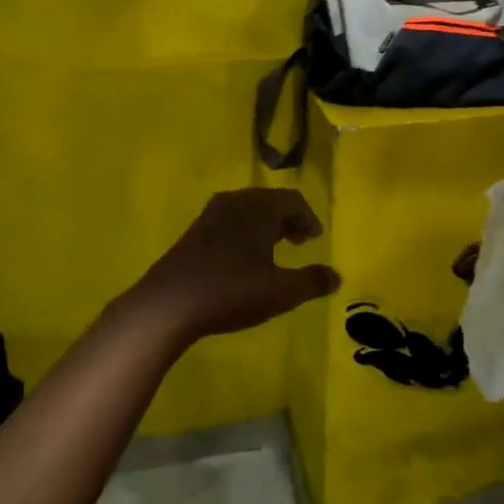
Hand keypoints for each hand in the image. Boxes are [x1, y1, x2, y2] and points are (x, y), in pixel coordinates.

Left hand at [122, 188, 340, 343]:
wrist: (167, 304)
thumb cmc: (231, 291)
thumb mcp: (280, 292)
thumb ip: (311, 282)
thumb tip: (336, 276)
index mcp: (260, 209)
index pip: (292, 200)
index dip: (308, 218)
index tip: (314, 238)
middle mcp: (236, 202)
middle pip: (269, 200)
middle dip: (287, 219)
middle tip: (299, 241)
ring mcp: (210, 215)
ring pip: (247, 210)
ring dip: (265, 224)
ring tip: (273, 249)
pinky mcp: (193, 232)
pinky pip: (229, 220)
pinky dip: (244, 231)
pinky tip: (242, 259)